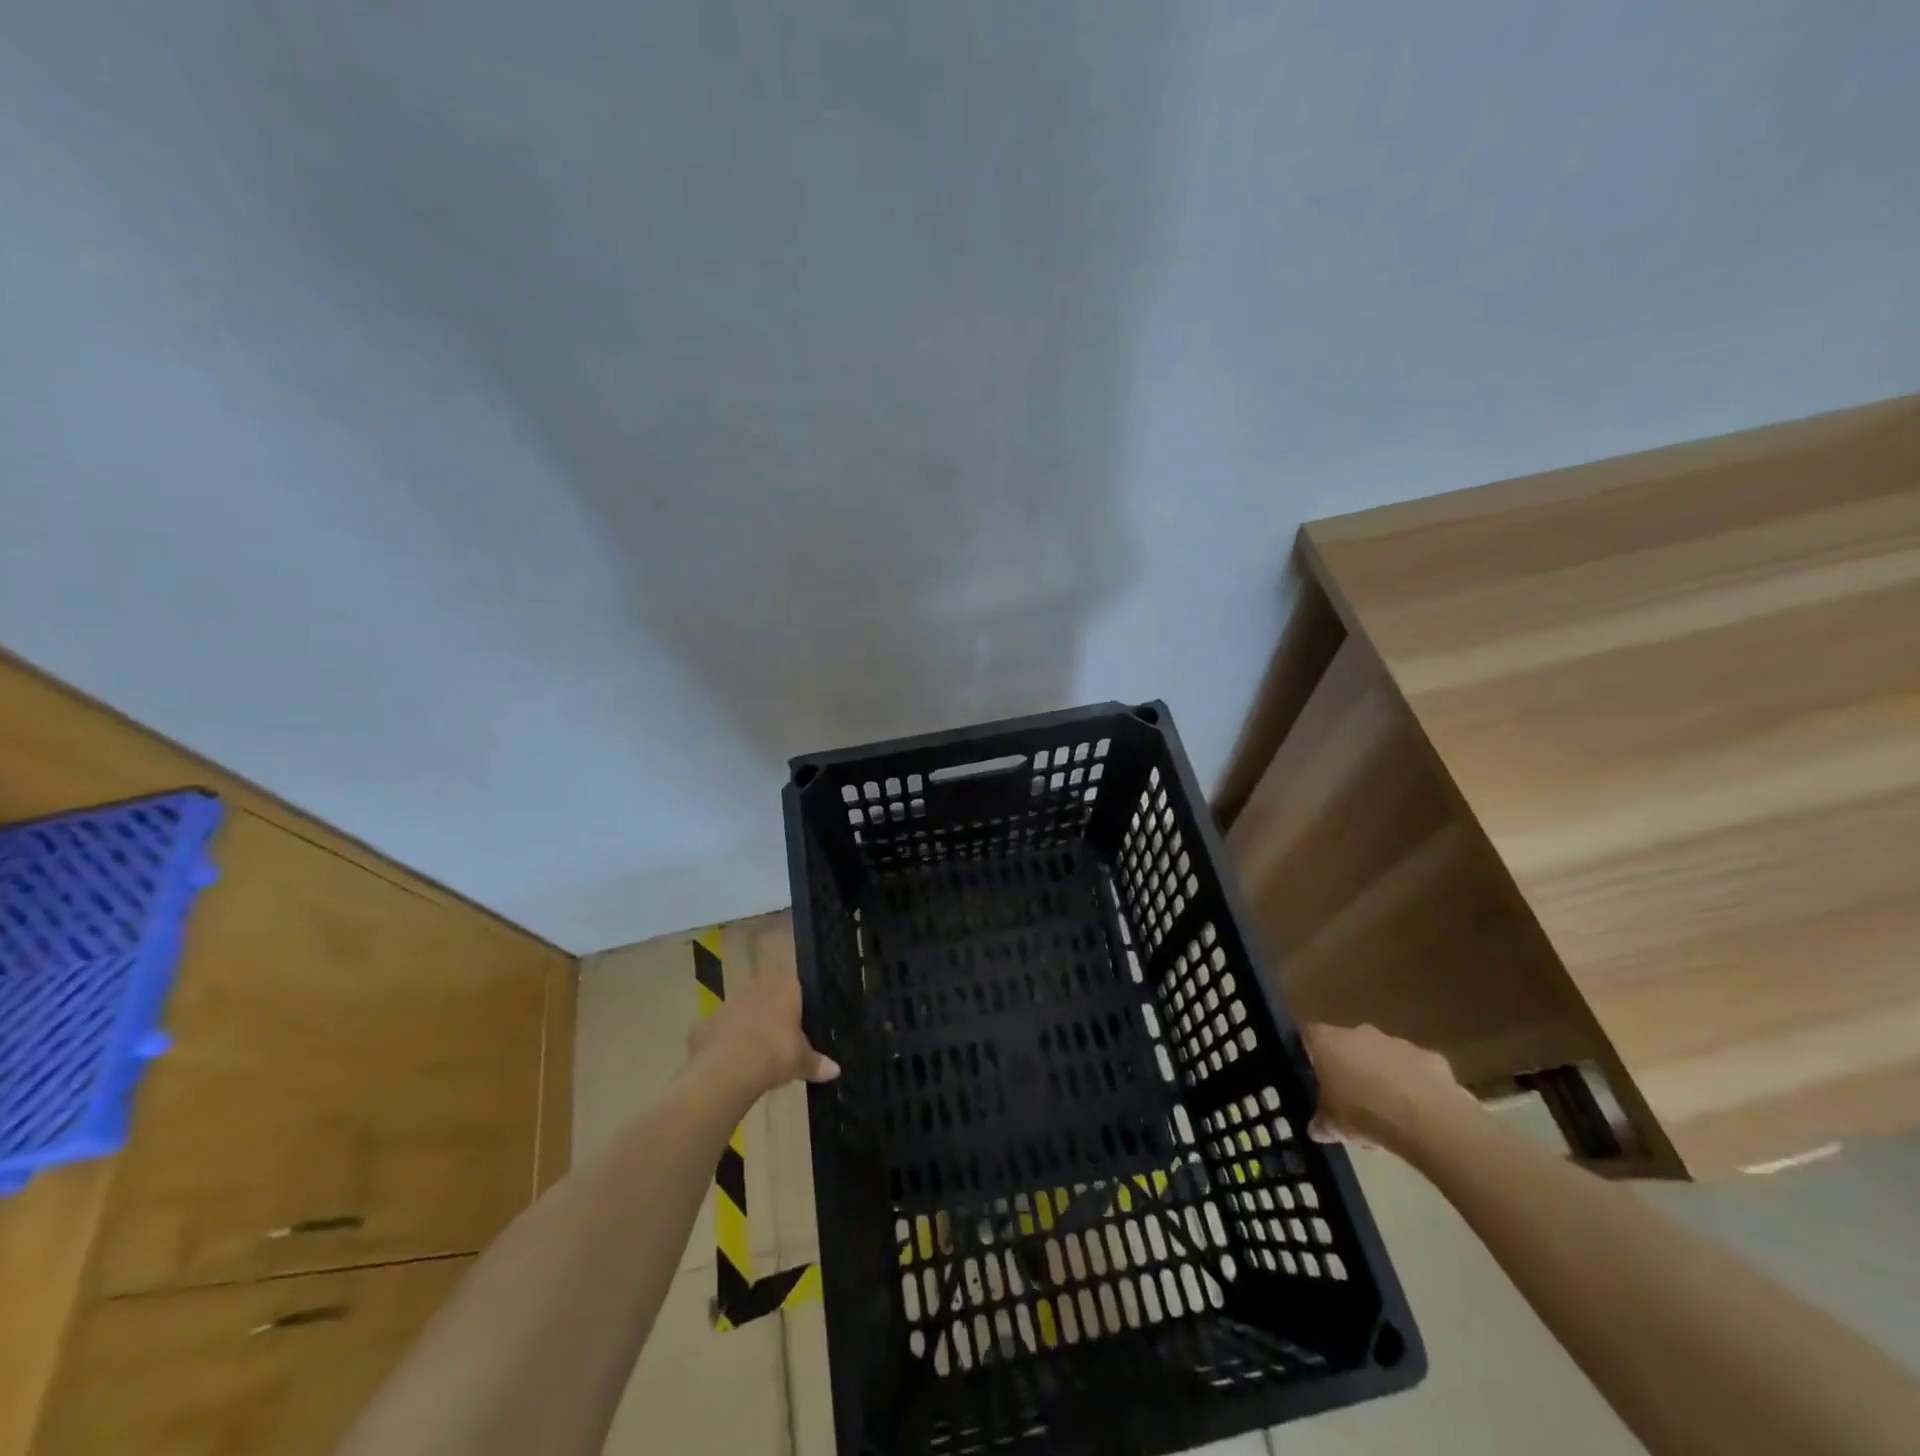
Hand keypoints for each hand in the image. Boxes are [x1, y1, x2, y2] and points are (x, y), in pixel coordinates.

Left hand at [685, 931, 839, 1097]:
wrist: (727, 1070)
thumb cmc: (774, 1055)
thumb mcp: (801, 1062)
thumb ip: (816, 1063)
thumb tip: (836, 1071)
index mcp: (784, 988)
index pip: (793, 981)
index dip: (794, 995)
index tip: (798, 1013)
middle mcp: (756, 987)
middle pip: (765, 992)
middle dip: (770, 1009)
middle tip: (778, 1033)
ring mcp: (728, 1004)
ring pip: (741, 1009)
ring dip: (745, 1024)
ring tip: (754, 1050)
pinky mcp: (705, 1023)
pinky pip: (718, 1030)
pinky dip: (722, 1042)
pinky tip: (728, 1062)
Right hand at [1302, 1023, 1474, 1150]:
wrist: (1429, 1119)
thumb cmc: (1365, 1113)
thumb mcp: (1333, 1126)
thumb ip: (1321, 1123)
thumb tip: (1316, 1129)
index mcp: (1328, 1042)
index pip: (1309, 1036)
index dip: (1311, 1055)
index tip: (1315, 1077)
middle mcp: (1359, 1033)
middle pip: (1348, 1046)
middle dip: (1350, 1069)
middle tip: (1352, 1101)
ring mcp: (1397, 1042)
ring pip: (1383, 1057)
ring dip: (1383, 1077)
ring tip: (1388, 1115)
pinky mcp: (1430, 1057)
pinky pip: (1415, 1070)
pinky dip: (1414, 1086)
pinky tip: (1418, 1114)